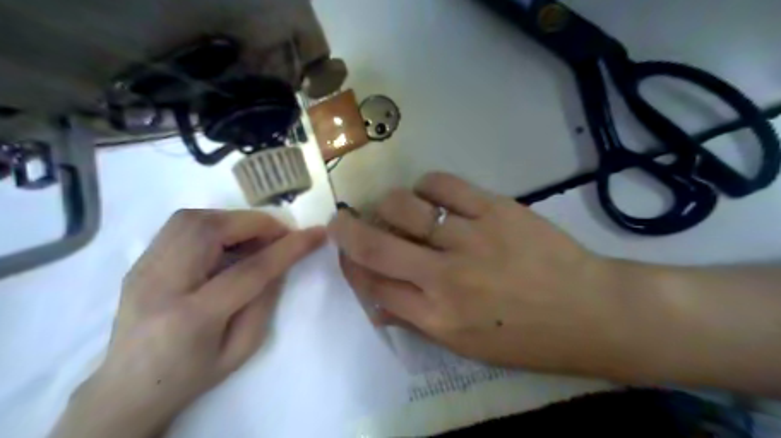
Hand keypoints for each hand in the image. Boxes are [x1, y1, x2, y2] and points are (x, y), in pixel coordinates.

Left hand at [52, 209, 325, 437]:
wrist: (127, 388)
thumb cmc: (192, 374)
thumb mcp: (243, 347)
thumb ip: (265, 301)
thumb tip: (280, 261)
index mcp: (192, 317)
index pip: (250, 269)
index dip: (288, 247)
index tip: (317, 234)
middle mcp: (161, 284)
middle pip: (212, 230)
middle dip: (257, 223)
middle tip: (280, 234)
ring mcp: (143, 269)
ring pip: (193, 218)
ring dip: (235, 219)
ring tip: (256, 236)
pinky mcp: (139, 261)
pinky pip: (181, 225)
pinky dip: (215, 223)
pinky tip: (228, 240)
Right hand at [330, 173, 627, 374]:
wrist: (590, 311)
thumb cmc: (526, 337)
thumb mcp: (465, 346)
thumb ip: (416, 320)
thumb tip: (376, 300)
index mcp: (436, 317)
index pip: (372, 285)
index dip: (351, 266)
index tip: (347, 253)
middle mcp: (444, 277)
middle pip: (375, 245)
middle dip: (347, 229)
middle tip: (342, 220)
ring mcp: (469, 238)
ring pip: (403, 206)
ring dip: (387, 205)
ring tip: (396, 210)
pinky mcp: (494, 208)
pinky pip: (443, 185)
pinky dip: (426, 186)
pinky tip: (431, 195)